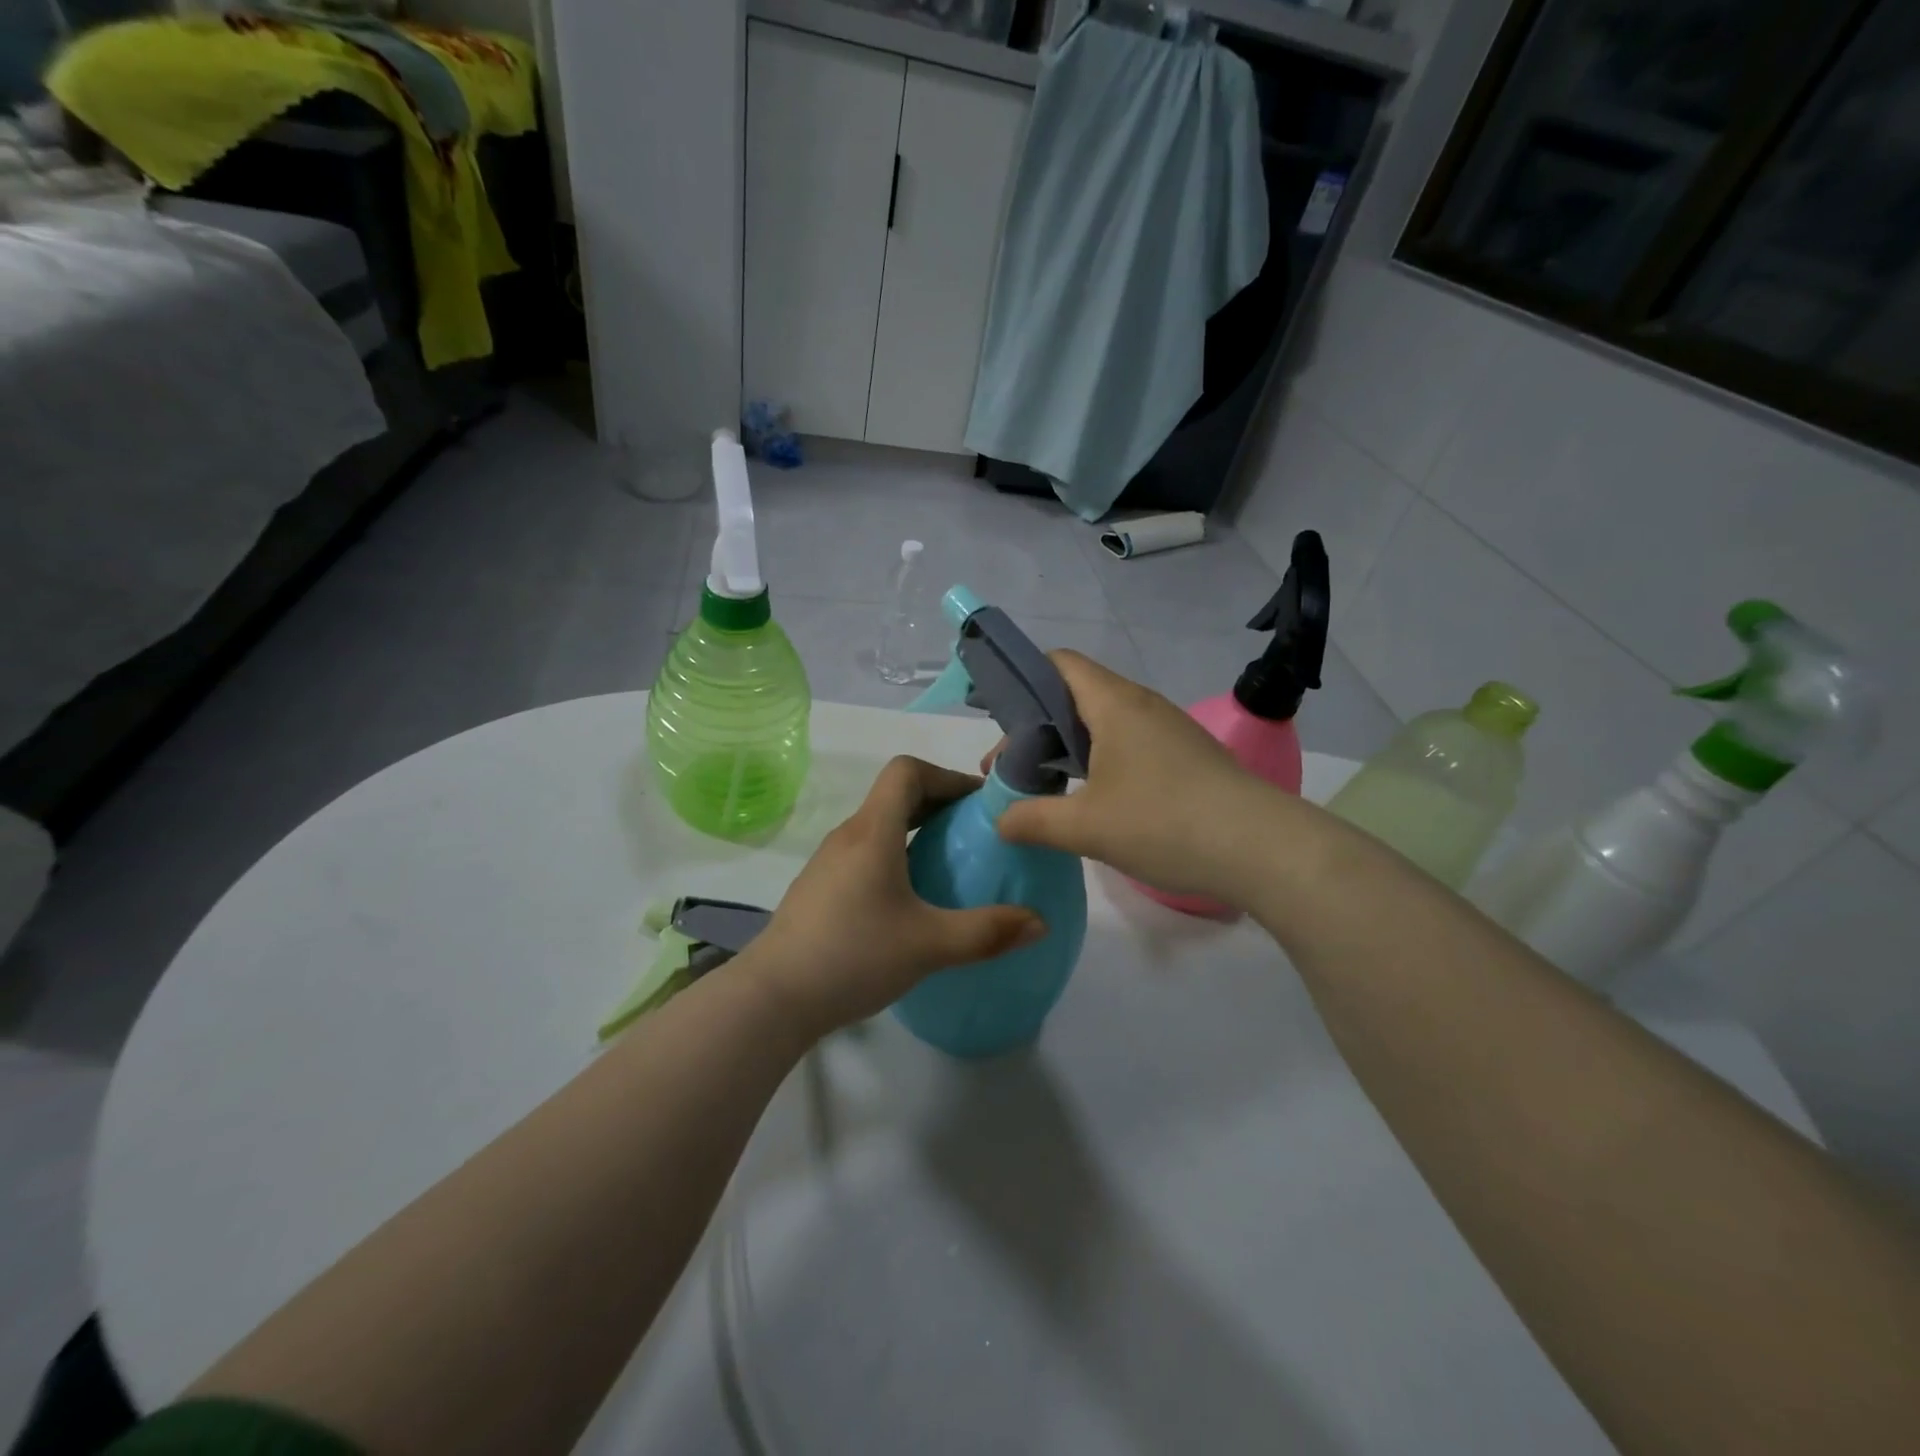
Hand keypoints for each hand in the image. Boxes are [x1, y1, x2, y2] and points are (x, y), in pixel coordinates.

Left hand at [748, 756, 1045, 1037]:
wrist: (773, 997)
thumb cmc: (853, 956)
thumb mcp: (930, 946)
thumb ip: (988, 932)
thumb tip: (1039, 923)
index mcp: (873, 832)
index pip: (907, 770)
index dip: (946, 776)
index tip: (977, 805)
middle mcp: (848, 835)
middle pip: (895, 795)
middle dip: (938, 804)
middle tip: (973, 835)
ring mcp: (828, 861)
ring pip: (878, 825)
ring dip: (915, 831)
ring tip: (947, 865)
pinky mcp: (818, 887)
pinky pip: (864, 852)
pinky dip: (894, 855)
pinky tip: (908, 900)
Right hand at [994, 652, 1271, 903]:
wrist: (1262, 849)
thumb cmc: (1164, 823)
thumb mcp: (1085, 827)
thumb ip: (1032, 820)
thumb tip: (1000, 819)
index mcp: (1114, 703)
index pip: (1059, 663)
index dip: (1023, 680)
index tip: (997, 720)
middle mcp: (1142, 705)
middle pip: (1076, 695)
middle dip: (1037, 727)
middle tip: (1012, 768)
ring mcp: (1169, 730)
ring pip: (1104, 723)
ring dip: (1069, 749)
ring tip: (1046, 787)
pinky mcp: (1187, 757)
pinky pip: (1130, 745)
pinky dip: (1101, 763)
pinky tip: (1095, 802)